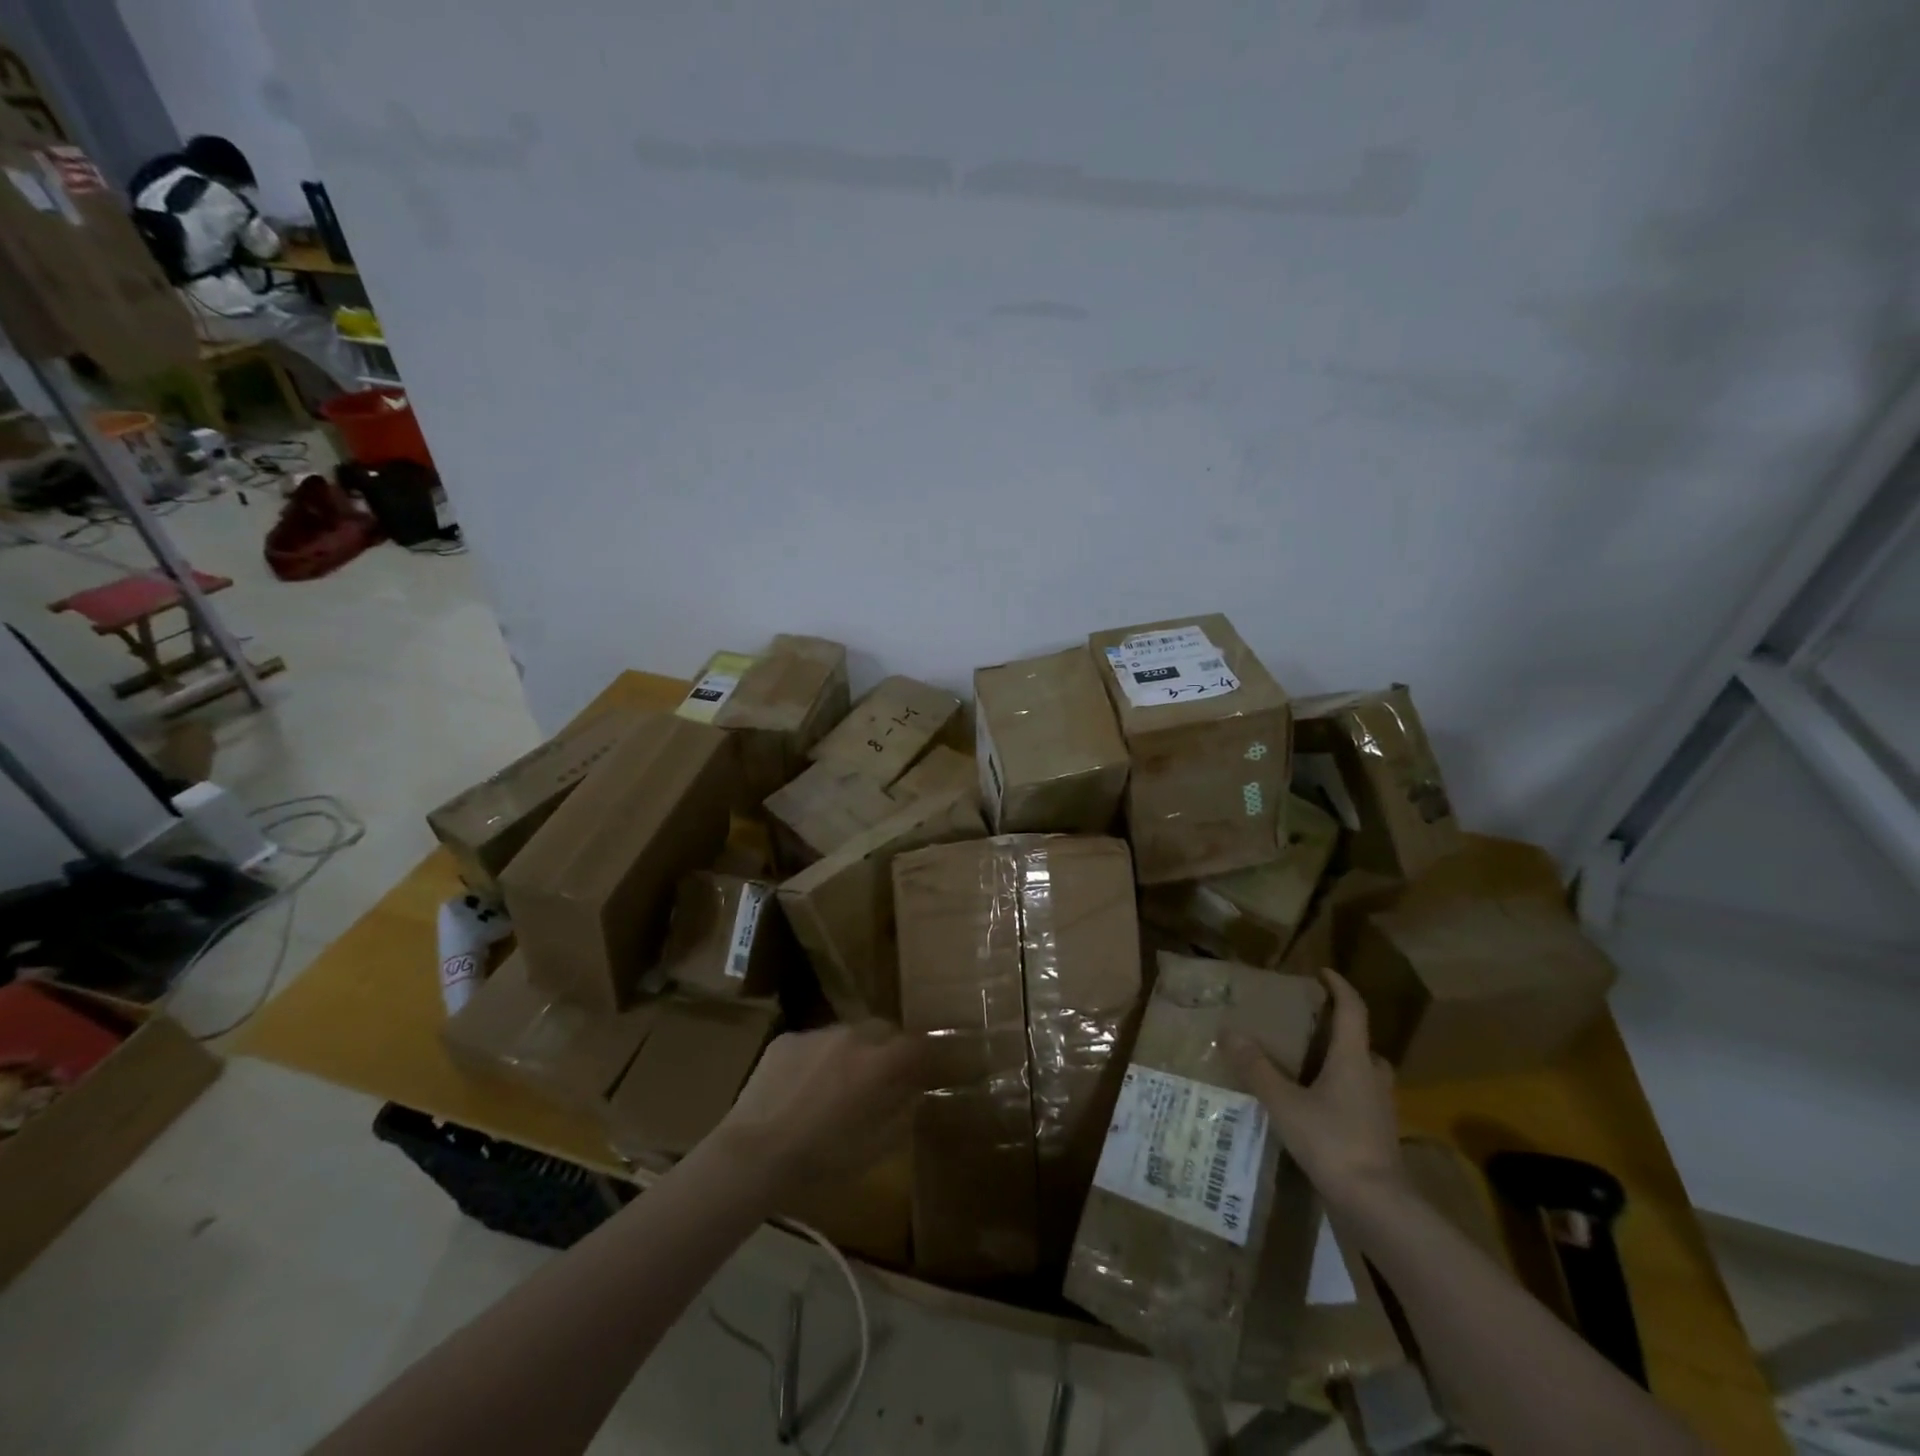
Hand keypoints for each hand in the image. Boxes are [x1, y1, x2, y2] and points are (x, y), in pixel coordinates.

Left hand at [714, 1020, 930, 1188]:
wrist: (753, 1153)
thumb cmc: (820, 1158)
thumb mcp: (874, 1147)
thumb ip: (902, 1113)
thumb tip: (915, 1093)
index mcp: (877, 1063)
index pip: (916, 1043)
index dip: (925, 1054)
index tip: (927, 1068)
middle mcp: (851, 1036)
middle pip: (883, 1028)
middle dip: (889, 1047)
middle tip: (883, 1076)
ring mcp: (816, 1034)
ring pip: (847, 1033)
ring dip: (853, 1051)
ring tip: (839, 1083)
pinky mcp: (786, 1039)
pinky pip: (814, 1042)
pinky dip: (818, 1058)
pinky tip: (803, 1087)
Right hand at [1226, 969, 1407, 1210]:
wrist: (1378, 1207)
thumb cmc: (1333, 1143)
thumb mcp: (1285, 1103)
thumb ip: (1257, 1068)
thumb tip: (1229, 1031)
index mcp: (1355, 1059)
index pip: (1353, 1010)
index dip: (1340, 987)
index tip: (1322, 972)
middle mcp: (1373, 1077)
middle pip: (1361, 1042)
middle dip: (1338, 1029)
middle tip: (1308, 1025)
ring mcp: (1380, 1109)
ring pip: (1362, 1072)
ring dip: (1340, 1061)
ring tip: (1306, 1063)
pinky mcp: (1377, 1135)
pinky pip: (1359, 1098)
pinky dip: (1340, 1091)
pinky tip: (1314, 1105)